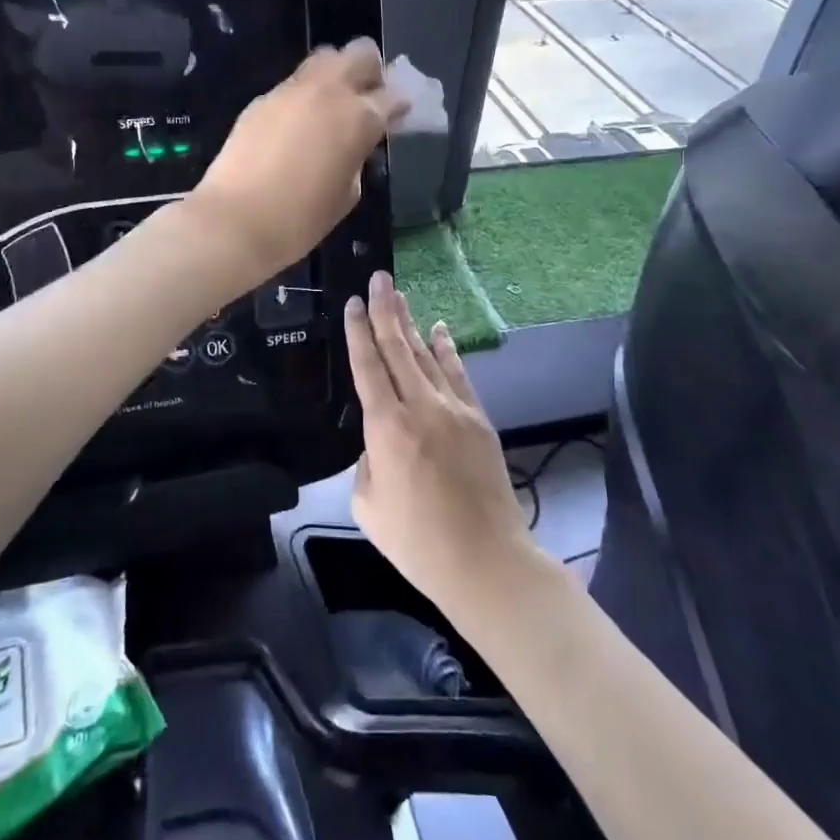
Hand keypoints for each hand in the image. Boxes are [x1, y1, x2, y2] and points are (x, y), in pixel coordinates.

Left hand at [188, 39, 406, 280]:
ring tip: (329, 109)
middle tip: (365, 99)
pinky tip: (296, 127)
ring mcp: (291, 91)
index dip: (400, 104)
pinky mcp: (261, 100)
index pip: (393, 94)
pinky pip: (293, 85)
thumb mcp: (347, 194)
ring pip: (323, 59)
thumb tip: (353, 143)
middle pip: (360, 52)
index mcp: (359, 117)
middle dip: (370, 69)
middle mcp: (328, 92)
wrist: (235, 221)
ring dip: (335, 75)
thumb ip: (357, 157)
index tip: (398, 115)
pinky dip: (304, 96)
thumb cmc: (301, 220)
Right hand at [345, 272, 535, 616]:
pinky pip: (458, 374)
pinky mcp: (478, 419)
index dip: (359, 332)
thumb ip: (366, 464)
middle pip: (398, 348)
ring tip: (399, 296)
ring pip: (427, 355)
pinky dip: (447, 349)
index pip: (367, 367)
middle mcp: (420, 407)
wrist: (485, 560)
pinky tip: (439, 329)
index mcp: (386, 428)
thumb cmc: (417, 542)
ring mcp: (454, 409)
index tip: (353, 303)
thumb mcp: (368, 506)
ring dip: (411, 324)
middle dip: (385, 311)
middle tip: (378, 278)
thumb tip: (378, 444)